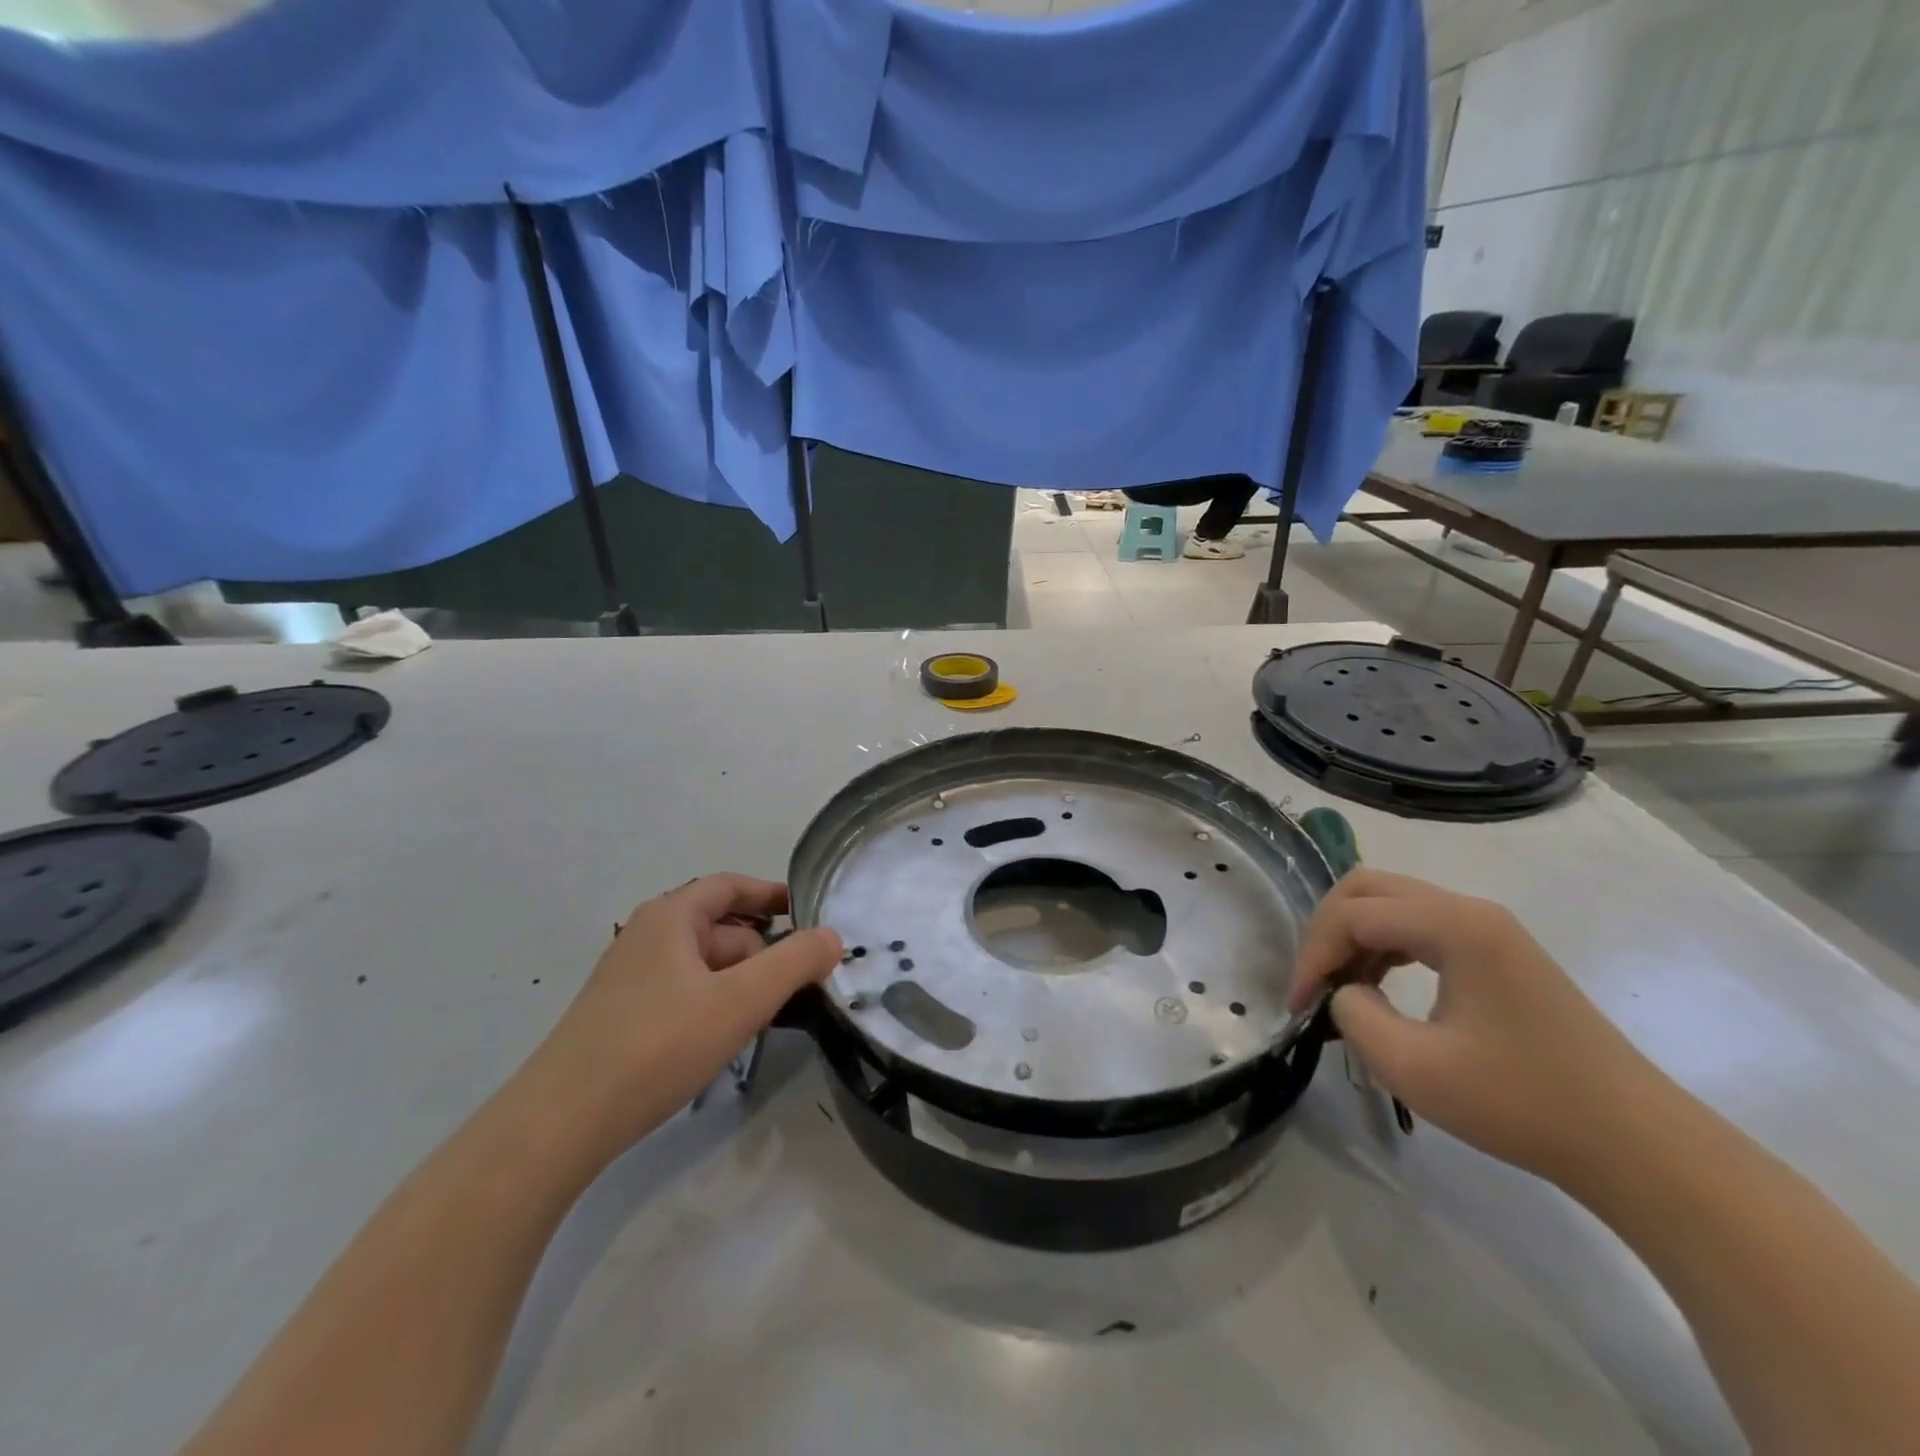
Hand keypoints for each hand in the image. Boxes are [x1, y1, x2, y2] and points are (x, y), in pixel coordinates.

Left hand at [526, 875, 841, 1156]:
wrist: (561, 1125)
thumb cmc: (657, 1045)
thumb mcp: (739, 1001)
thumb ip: (795, 963)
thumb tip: (832, 937)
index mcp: (669, 918)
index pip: (730, 886)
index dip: (771, 894)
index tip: (810, 913)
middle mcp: (648, 938)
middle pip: (722, 929)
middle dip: (765, 952)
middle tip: (802, 986)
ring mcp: (632, 980)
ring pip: (705, 967)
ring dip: (743, 983)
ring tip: (772, 1017)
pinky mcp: (624, 1018)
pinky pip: (686, 994)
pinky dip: (717, 1004)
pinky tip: (729, 1038)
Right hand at [1289, 869, 1667, 1186]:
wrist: (1637, 1145)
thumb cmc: (1523, 1104)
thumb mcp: (1415, 1067)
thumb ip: (1355, 1015)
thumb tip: (1345, 993)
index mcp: (1454, 925)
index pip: (1353, 915)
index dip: (1313, 955)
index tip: (1298, 1006)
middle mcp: (1469, 910)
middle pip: (1368, 888)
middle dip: (1327, 931)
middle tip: (1313, 982)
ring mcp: (1488, 929)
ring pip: (1391, 904)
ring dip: (1353, 938)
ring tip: (1340, 990)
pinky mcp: (1497, 953)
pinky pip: (1418, 927)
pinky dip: (1383, 948)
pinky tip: (1377, 987)